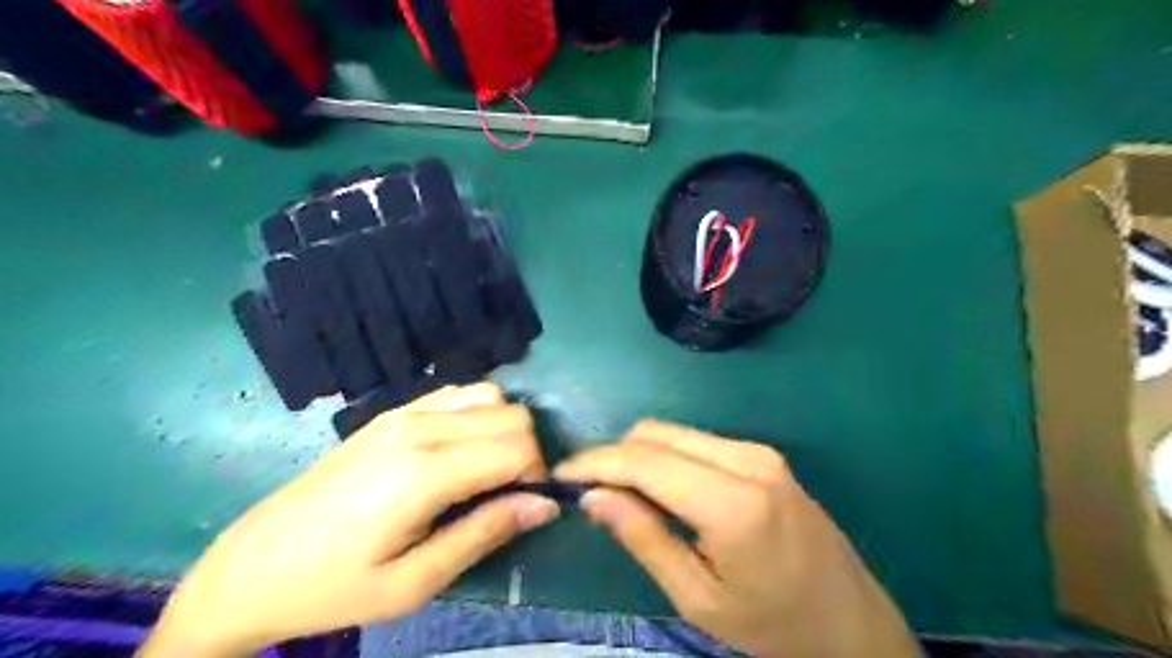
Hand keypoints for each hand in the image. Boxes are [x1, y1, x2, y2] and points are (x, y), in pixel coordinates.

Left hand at [137, 384, 556, 654]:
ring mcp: (402, 413)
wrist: (253, 566)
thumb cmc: (335, 585)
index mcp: (423, 472)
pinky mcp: (391, 412)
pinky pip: (457, 393)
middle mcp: (418, 428)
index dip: (537, 474)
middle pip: (511, 413)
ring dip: (503, 429)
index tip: (527, 506)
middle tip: (508, 494)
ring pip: (489, 394)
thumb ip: (485, 534)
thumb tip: (544, 505)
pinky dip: (477, 414)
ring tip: (485, 472)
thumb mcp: (415, 582)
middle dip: (526, 452)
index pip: (516, 445)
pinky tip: (459, 451)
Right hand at [556, 421, 920, 657]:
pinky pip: (697, 443)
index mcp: (732, 501)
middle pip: (656, 434)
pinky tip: (662, 492)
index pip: (645, 461)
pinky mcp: (764, 455)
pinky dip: (666, 458)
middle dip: (614, 456)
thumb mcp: (698, 597)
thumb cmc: (774, 625)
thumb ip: (643, 537)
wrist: (852, 623)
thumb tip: (593, 495)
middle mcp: (746, 460)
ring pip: (674, 433)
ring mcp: (759, 452)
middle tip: (591, 492)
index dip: (596, 462)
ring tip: (623, 494)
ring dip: (639, 456)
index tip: (560, 475)